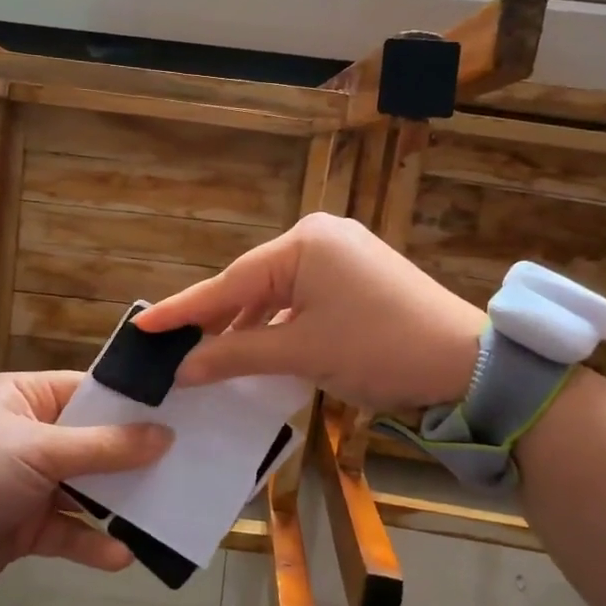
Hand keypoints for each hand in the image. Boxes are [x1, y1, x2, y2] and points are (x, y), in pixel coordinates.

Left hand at [0, 371, 170, 600]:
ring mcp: (27, 482)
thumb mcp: (37, 451)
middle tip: (186, 461)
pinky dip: (91, 542)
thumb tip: (165, 436)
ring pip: (85, 488)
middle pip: (93, 441)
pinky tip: (122, 556)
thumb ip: (104, 447)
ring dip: (118, 502)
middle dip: (133, 456)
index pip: (88, 392)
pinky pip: (68, 530)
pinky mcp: (24, 526)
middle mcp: (29, 435)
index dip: (132, 403)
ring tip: (165, 510)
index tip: (180, 413)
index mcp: (24, 398)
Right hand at [132, 213, 484, 408]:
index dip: (184, 309)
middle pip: (251, 284)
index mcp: (304, 243)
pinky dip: (277, 324)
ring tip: (207, 355)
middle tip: (171, 347)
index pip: (230, 282)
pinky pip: (301, 298)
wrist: (464, 363)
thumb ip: (235, 354)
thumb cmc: (378, 349)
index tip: (141, 325)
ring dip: (247, 326)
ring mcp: (340, 254)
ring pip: (276, 293)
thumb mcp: (300, 352)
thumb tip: (182, 368)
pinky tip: (256, 346)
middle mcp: (319, 237)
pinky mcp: (355, 276)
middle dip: (215, 319)